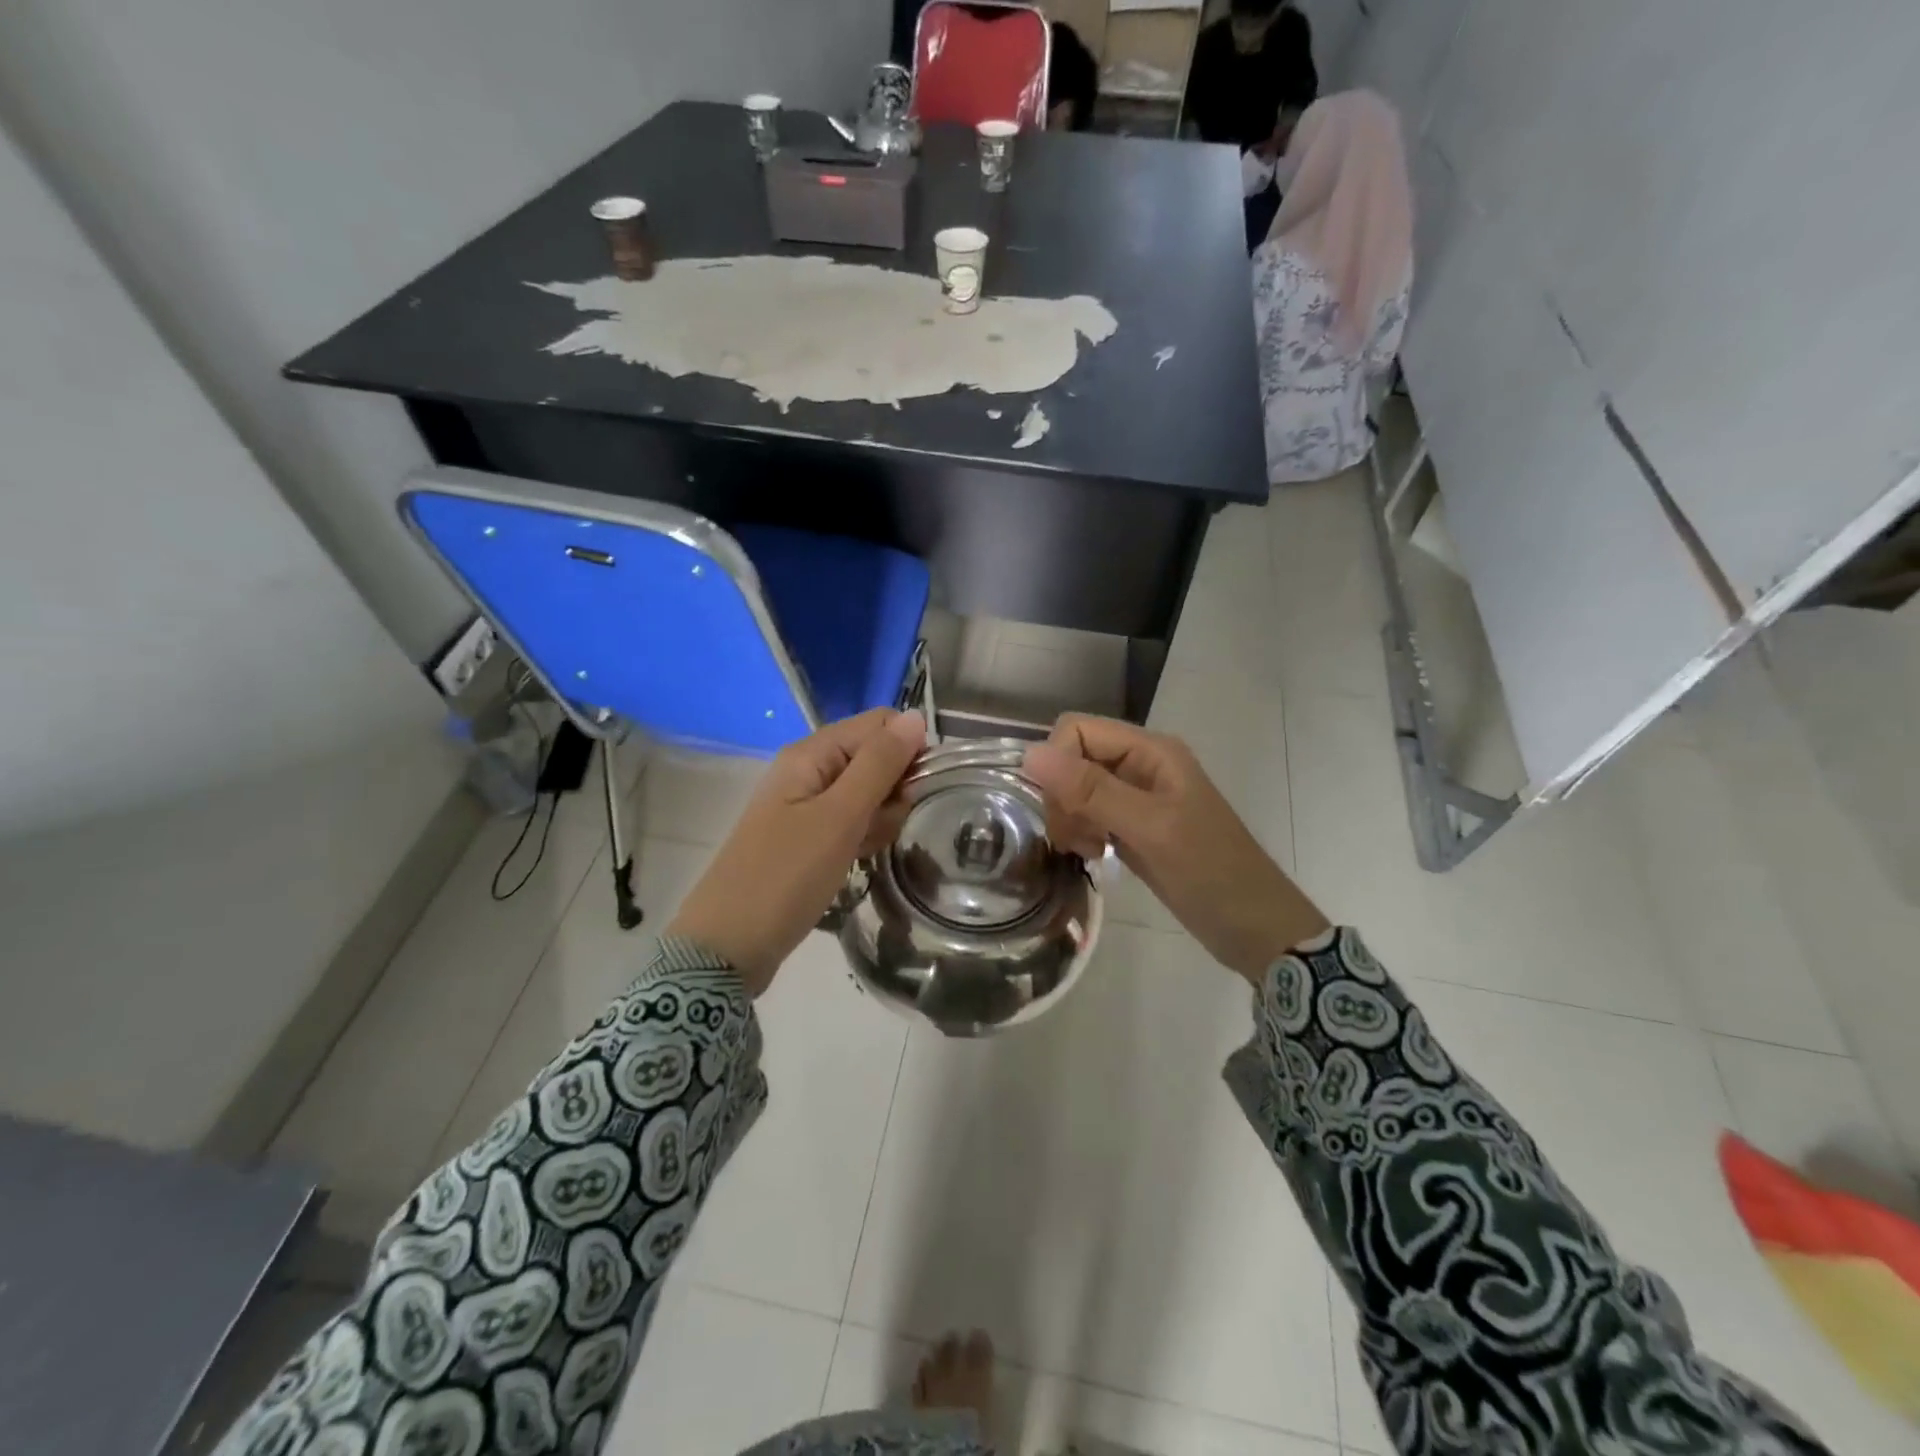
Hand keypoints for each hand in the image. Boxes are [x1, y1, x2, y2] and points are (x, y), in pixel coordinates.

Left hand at [668, 709, 925, 995]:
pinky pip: (849, 821)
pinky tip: (859, 859)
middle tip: (884, 827)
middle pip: (873, 757)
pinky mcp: (806, 837)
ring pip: (866, 793)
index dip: (907, 750)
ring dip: (881, 817)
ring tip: (867, 848)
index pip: (878, 724)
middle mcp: (807, 770)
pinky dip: (862, 836)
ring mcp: (805, 805)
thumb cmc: (786, 875)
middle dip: (894, 789)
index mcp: (811, 753)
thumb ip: (879, 764)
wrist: (728, 946)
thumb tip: (916, 716)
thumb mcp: (840, 816)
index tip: (914, 791)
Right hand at [1023, 715, 1328, 983]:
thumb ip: (1091, 791)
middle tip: (1079, 839)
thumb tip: (1029, 754)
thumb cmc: (1210, 872)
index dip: (1057, 765)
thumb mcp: (1150, 829)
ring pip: (1076, 790)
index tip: (1063, 811)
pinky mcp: (1134, 826)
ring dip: (1071, 819)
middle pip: (1073, 759)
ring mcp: (1137, 797)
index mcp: (1150, 750)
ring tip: (1091, 852)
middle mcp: (1140, 764)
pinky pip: (1090, 815)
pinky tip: (1098, 856)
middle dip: (1064, 797)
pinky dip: (1083, 834)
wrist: (1254, 928)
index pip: (1076, 730)